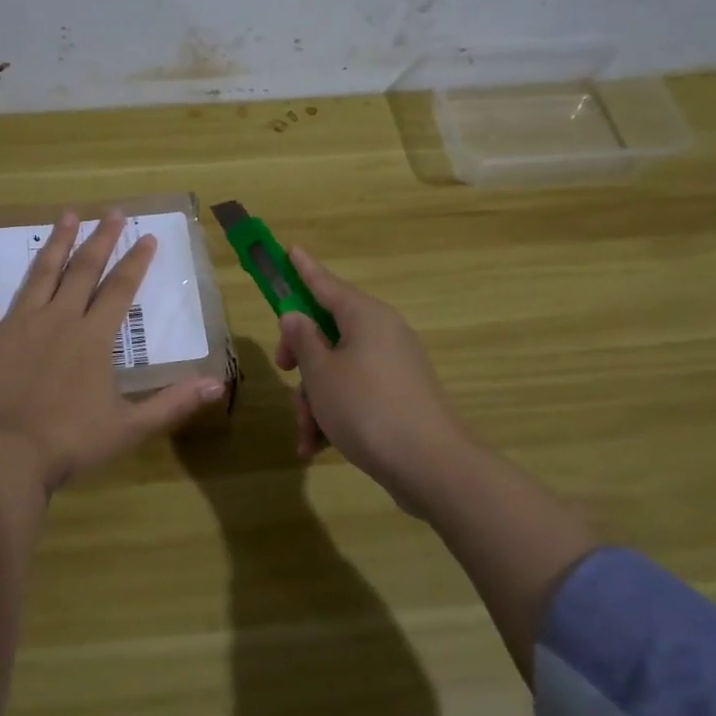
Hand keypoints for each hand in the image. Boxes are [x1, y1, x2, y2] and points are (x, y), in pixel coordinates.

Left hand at [0, 211, 227, 490]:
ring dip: (56, 244)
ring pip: (41, 275)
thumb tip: (219, 383)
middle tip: (112, 212)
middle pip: (83, 271)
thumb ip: (174, 403)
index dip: (136, 261)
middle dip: (101, 240)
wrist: (5, 454)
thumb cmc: (70, 442)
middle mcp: (59, 319)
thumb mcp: (130, 427)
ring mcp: (19, 324)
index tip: (147, 235)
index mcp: (93, 337)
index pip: (121, 289)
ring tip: (67, 215)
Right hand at [275, 248, 478, 512]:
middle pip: (328, 331)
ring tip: (306, 434)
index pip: (326, 284)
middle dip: (301, 358)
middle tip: (285, 371)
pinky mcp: (398, 397)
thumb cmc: (366, 408)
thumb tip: (296, 317)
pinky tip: (316, 446)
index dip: (303, 269)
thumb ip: (303, 340)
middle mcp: (382, 333)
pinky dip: (334, 415)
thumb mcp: (321, 373)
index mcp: (365, 316)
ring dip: (314, 399)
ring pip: (337, 370)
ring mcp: (393, 366)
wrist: (430, 465)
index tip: (289, 249)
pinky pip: (356, 394)